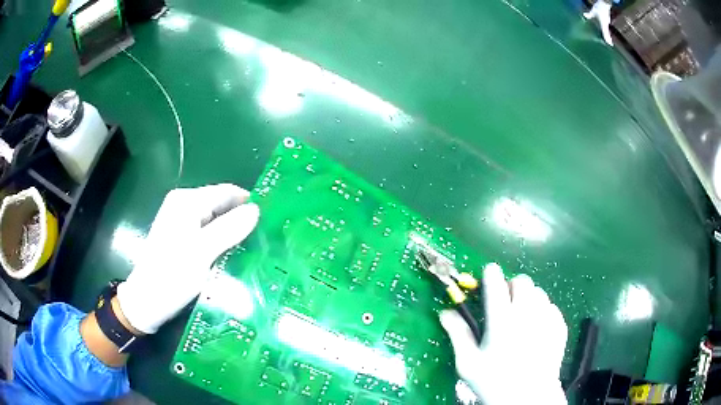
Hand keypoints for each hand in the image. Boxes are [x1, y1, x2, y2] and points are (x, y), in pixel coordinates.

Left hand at [117, 184, 259, 333]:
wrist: (146, 302)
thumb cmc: (172, 276)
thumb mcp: (203, 253)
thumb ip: (230, 229)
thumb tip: (256, 210)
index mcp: (186, 202)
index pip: (226, 192)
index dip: (249, 203)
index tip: (273, 220)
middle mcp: (183, 206)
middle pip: (221, 206)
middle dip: (242, 220)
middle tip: (267, 238)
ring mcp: (181, 222)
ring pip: (216, 221)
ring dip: (234, 233)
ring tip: (256, 248)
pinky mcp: (181, 238)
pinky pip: (208, 233)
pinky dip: (222, 242)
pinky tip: (235, 255)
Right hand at [440, 263, 567, 404]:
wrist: (528, 397)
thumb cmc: (494, 382)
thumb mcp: (468, 363)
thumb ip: (458, 334)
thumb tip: (445, 312)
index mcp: (501, 319)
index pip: (496, 281)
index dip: (490, 274)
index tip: (487, 278)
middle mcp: (526, 313)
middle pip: (521, 280)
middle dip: (510, 286)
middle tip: (504, 303)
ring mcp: (546, 318)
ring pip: (538, 291)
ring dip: (528, 297)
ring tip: (521, 316)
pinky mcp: (559, 326)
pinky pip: (551, 306)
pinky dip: (542, 311)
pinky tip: (536, 329)